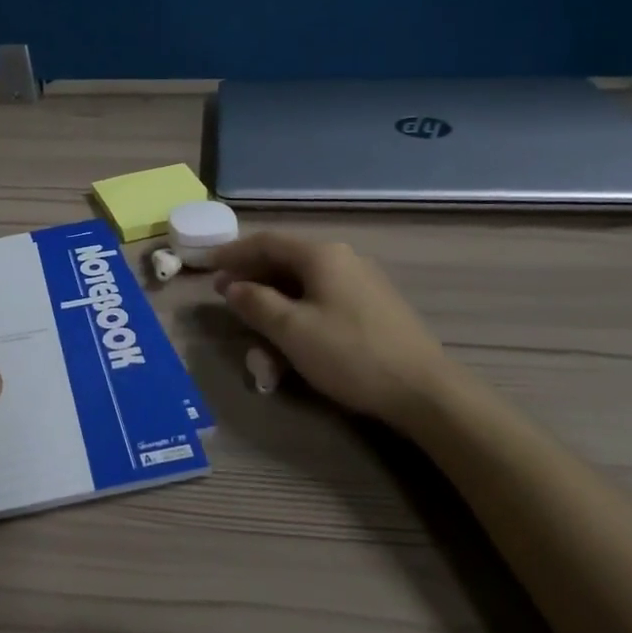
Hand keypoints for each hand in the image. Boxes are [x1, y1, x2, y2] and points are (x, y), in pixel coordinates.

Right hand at [209, 233, 448, 423]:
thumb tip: (232, 287)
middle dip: (252, 278)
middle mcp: (342, 259)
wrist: (424, 390)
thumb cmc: (350, 354)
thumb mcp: (292, 330)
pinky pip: (323, 299)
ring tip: (254, 324)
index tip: (207, 266)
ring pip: (304, 283)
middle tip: (225, 296)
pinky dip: (298, 311)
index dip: (233, 253)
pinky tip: (290, 337)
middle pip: (285, 260)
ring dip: (274, 300)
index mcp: (321, 255)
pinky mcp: (372, 307)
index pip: (266, 242)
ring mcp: (361, 282)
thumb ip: (256, 303)